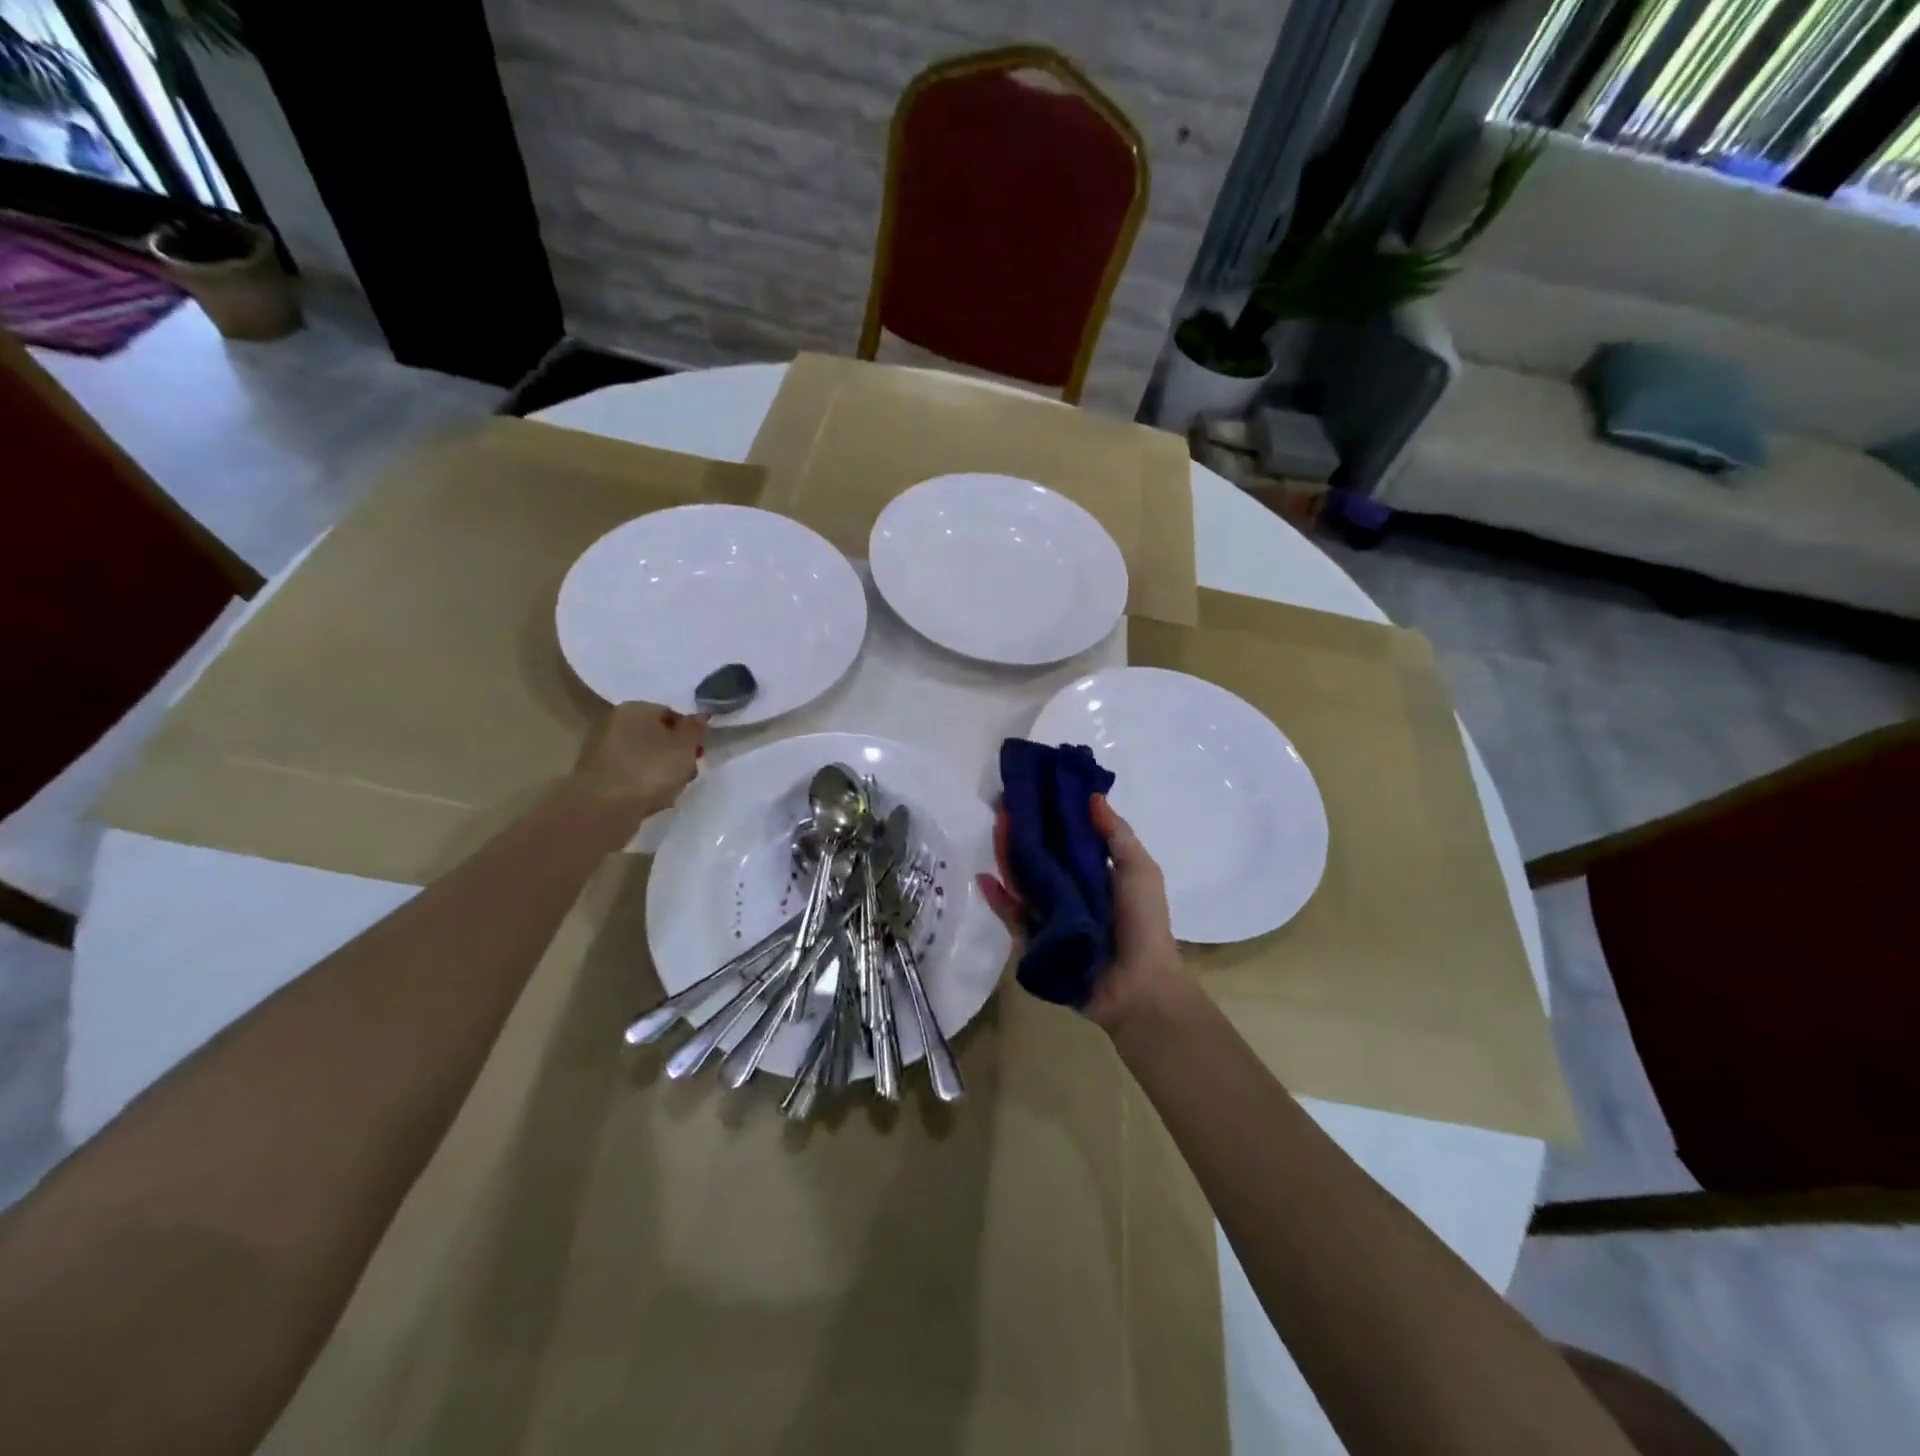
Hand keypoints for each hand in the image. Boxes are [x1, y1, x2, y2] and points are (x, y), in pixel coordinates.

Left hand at [572, 702, 704, 817]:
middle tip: (687, 773)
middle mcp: (614, 721)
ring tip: (670, 792)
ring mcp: (601, 749)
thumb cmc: (650, 769)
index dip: (689, 734)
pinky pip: (629, 775)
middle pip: (656, 736)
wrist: (603, 808)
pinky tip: (650, 801)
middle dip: (674, 754)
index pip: (671, 714)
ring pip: (643, 757)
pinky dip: (641, 785)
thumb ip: (695, 729)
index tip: (698, 753)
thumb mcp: (686, 747)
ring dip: (659, 772)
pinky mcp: (595, 775)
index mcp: (636, 707)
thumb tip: (699, 716)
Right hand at [978, 793, 1188, 1036]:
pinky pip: (1014, 916)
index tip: (1035, 789)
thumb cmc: (1144, 923)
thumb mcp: (1140, 871)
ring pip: (1024, 882)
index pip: (1068, 838)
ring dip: (1009, 857)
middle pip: (1041, 856)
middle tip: (1005, 805)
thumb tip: (1092, 796)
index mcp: (1097, 873)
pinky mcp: (1035, 941)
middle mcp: (1071, 890)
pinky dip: (999, 899)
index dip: (1052, 815)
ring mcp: (1052, 915)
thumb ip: (1117, 835)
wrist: (1139, 986)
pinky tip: (985, 878)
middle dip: (1024, 832)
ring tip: (995, 830)